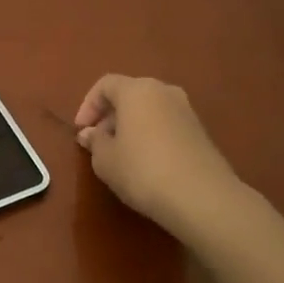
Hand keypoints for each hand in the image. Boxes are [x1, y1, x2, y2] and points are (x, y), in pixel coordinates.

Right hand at [75, 75, 242, 236]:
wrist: (202, 197)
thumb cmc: (143, 171)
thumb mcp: (105, 160)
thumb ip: (95, 141)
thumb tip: (91, 134)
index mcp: (137, 90)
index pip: (105, 85)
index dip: (88, 105)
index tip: (81, 131)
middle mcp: (164, 91)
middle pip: (129, 94)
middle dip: (110, 116)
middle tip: (98, 142)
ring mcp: (186, 110)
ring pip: (149, 109)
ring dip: (131, 126)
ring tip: (120, 154)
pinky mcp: (200, 132)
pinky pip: (166, 124)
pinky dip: (151, 135)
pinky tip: (146, 162)